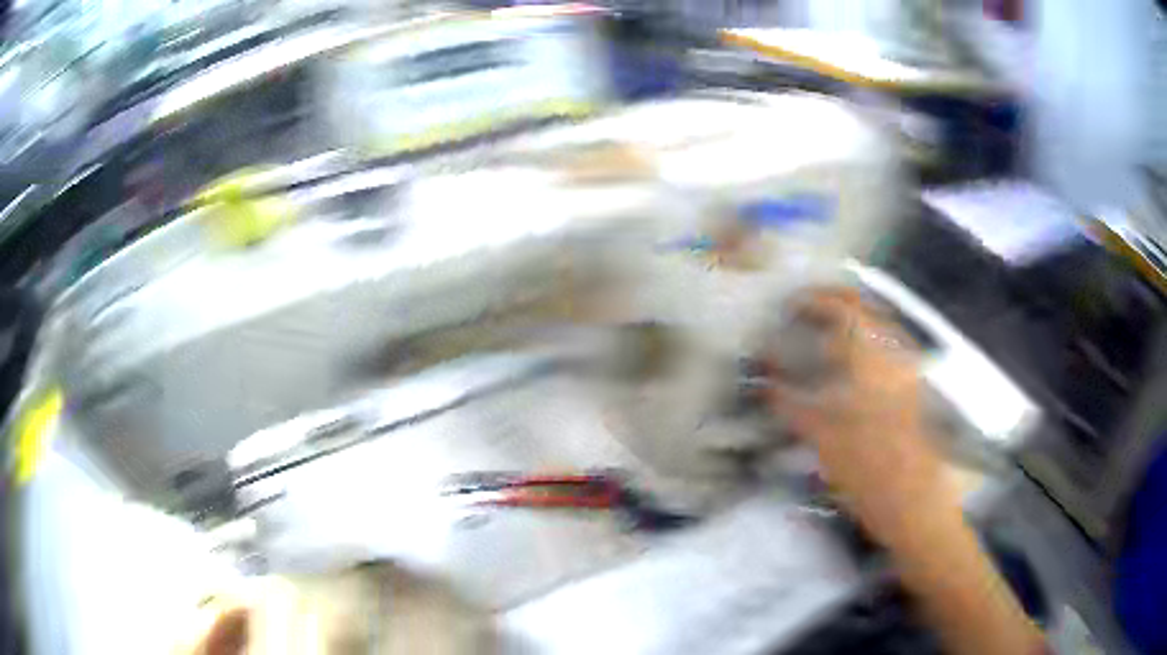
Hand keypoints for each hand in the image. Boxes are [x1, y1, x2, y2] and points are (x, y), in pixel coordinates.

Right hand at [768, 288, 950, 543]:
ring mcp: (906, 367)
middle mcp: (892, 350)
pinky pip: (888, 346)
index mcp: (869, 354)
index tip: (789, 306)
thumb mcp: (819, 435)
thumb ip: (788, 402)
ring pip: (879, 324)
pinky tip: (852, 361)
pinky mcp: (912, 385)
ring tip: (825, 330)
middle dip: (835, 300)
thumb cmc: (863, 465)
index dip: (813, 300)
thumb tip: (761, 381)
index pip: (841, 308)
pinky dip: (867, 341)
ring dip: (852, 319)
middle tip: (807, 308)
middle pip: (865, 307)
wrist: (910, 497)